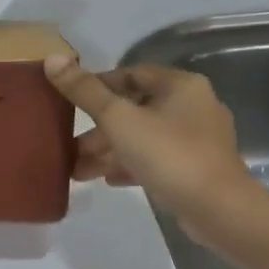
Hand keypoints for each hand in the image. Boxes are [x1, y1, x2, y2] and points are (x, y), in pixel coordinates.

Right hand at [45, 55, 265, 239]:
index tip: (69, 102)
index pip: (131, 74)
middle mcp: (193, 106)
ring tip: (78, 170)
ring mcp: (197, 139)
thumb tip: (51, 59)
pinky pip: (155, 159)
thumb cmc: (168, 154)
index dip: (98, 85)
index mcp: (180, 86)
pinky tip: (107, 179)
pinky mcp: (196, 168)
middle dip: (98, 128)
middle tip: (69, 144)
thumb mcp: (118, 119)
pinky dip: (130, 165)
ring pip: (143, 137)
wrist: (218, 210)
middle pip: (135, 109)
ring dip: (109, 150)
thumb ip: (84, 91)